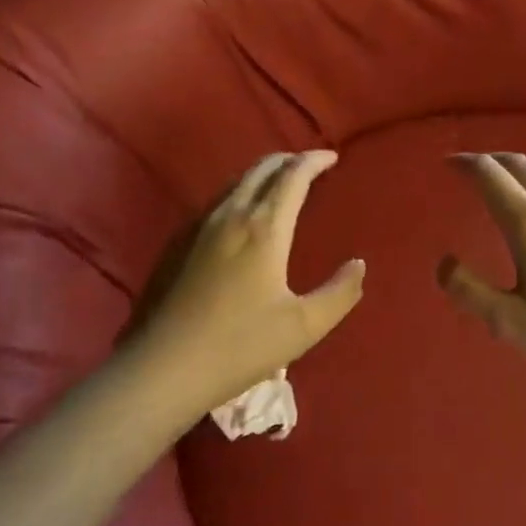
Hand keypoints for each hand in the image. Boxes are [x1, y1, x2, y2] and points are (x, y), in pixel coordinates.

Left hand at [137, 150, 365, 407]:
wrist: (167, 367)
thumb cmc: (241, 345)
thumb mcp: (305, 326)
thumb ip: (340, 293)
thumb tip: (358, 264)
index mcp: (264, 228)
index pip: (292, 177)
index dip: (314, 161)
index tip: (332, 157)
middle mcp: (231, 216)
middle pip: (260, 170)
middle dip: (288, 160)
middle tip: (309, 165)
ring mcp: (200, 228)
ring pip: (235, 182)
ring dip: (262, 174)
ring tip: (281, 183)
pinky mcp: (180, 245)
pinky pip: (218, 201)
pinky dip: (241, 191)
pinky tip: (242, 214)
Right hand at [437, 153, 525, 399]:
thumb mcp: (510, 324)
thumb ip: (469, 291)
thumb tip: (444, 262)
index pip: (490, 175)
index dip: (465, 163)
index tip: (448, 164)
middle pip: (520, 164)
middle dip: (490, 161)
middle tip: (471, 168)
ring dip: (524, 165)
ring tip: (510, 176)